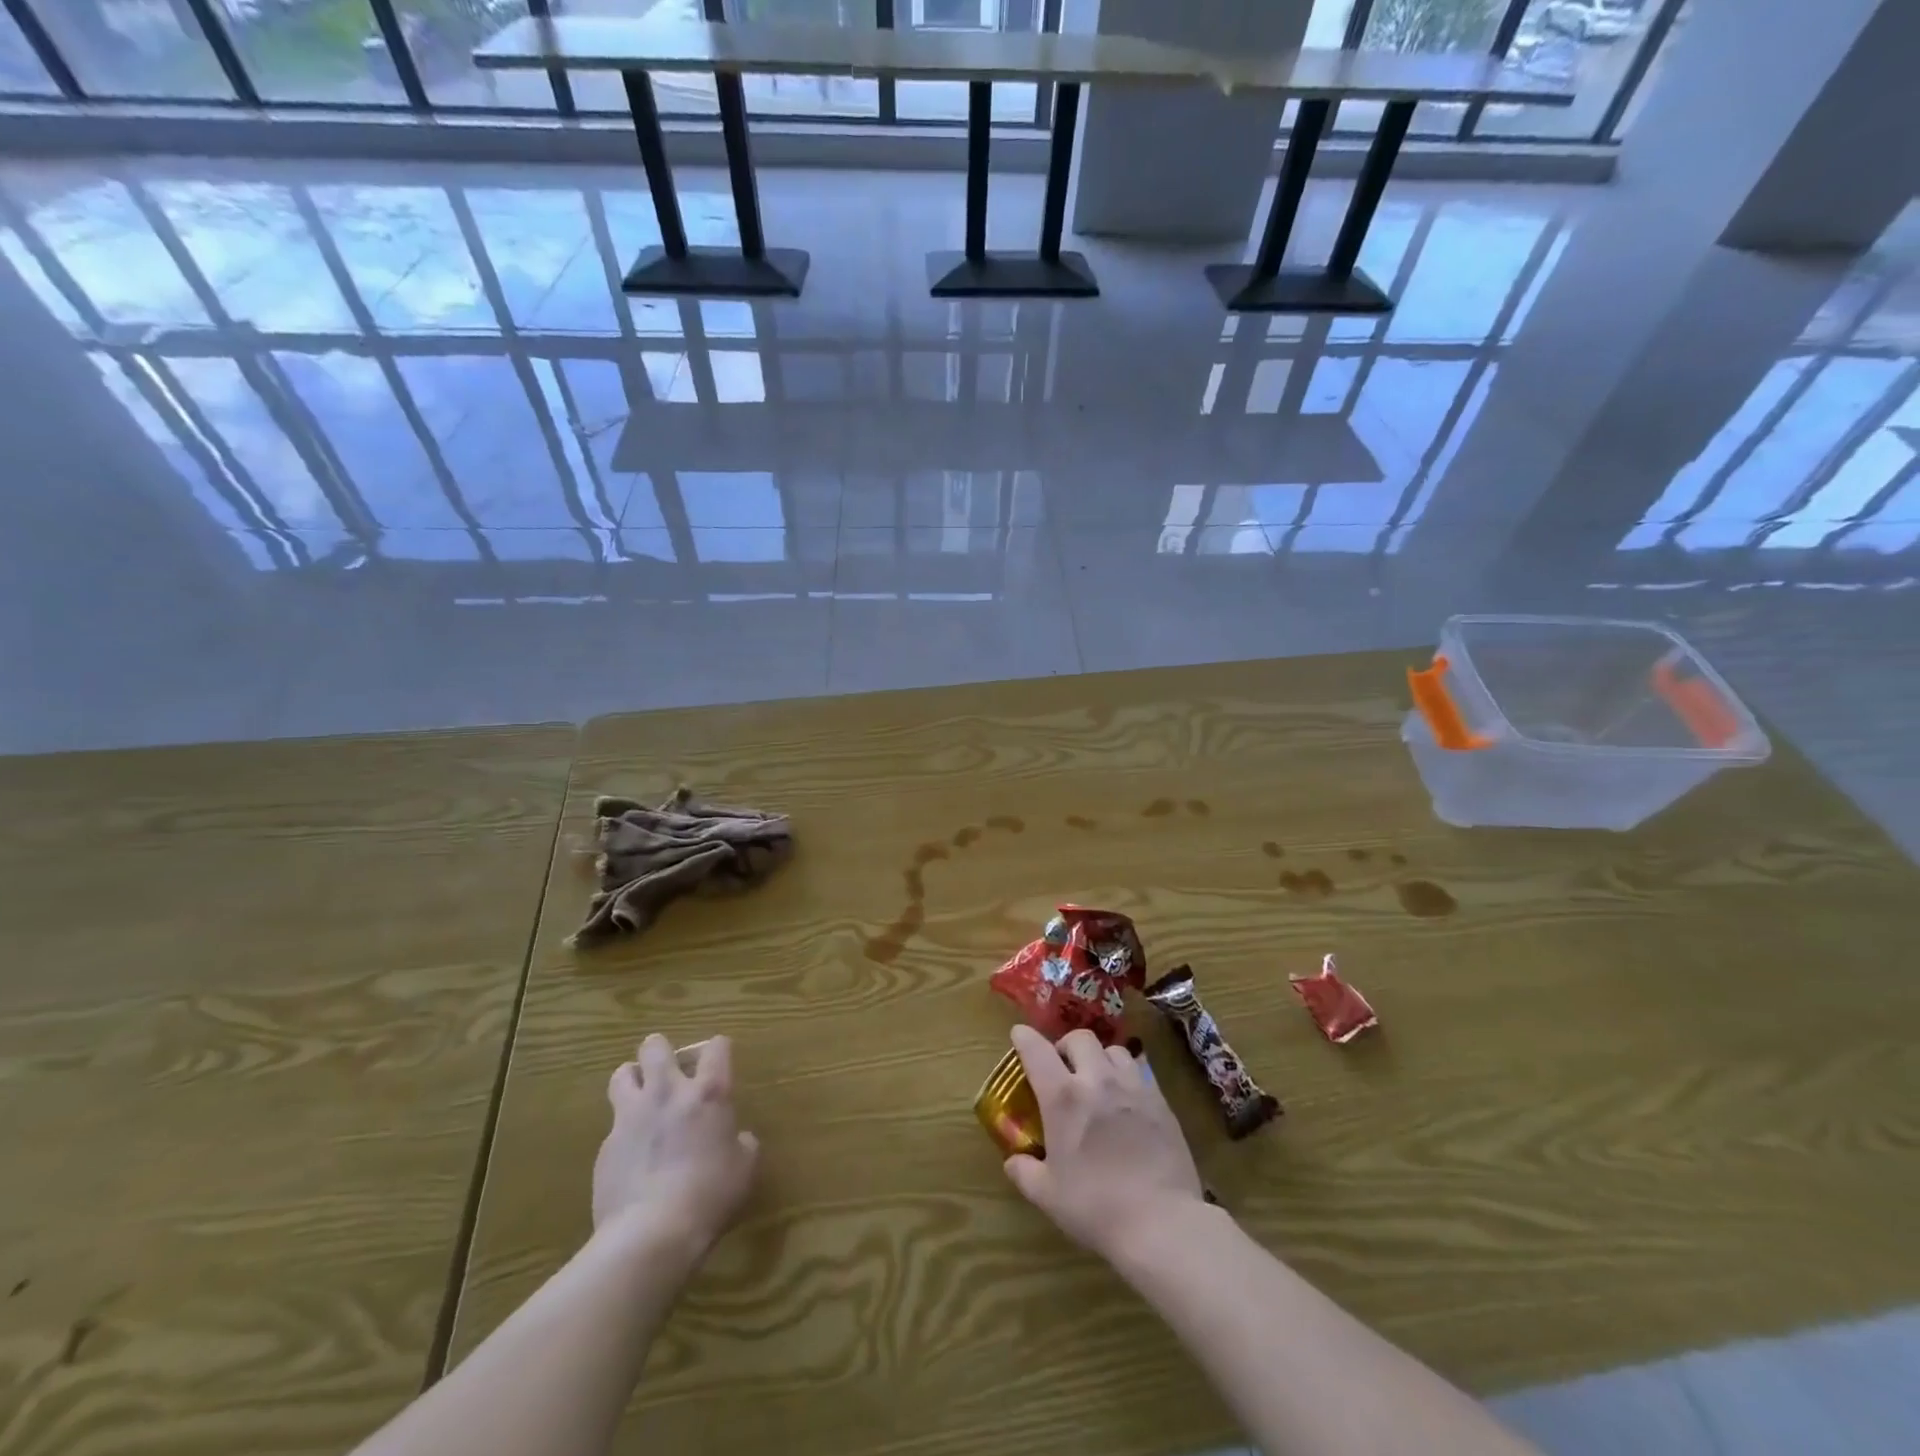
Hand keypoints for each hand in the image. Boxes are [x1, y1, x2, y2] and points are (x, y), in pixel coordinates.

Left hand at [594, 1034, 758, 1256]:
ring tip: (642, 1097)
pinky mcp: (606, 1146)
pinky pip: (614, 1124)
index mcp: (708, 1093)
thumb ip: (742, 1144)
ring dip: (634, 1079)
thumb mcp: (743, 1169)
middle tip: (671, 1070)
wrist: (650, 1234)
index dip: (719, 1049)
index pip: (716, 1047)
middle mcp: (668, 1092)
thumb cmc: (709, 1196)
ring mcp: (631, 1117)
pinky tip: (632, 1155)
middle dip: (662, 1051)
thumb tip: (738, 1139)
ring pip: (623, 1073)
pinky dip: (624, 1131)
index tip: (720, 1061)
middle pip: (655, 1046)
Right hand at [1003, 1024, 1207, 1261]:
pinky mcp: (1160, 1100)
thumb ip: (1025, 1172)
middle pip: (1079, 1038)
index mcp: (1063, 1098)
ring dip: (1100, 1058)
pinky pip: (1140, 1071)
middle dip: (1066, 1046)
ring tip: (1098, 1080)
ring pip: (1113, 1050)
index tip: (1019, 1035)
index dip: (1024, 1038)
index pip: (1036, 1050)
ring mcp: (1132, 1086)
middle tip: (1063, 1068)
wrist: (1162, 1222)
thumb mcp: (1048, 1196)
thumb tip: (1013, 1161)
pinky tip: (1127, 1100)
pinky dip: (1127, 1076)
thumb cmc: (1096, 1208)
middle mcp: (1097, 1080)